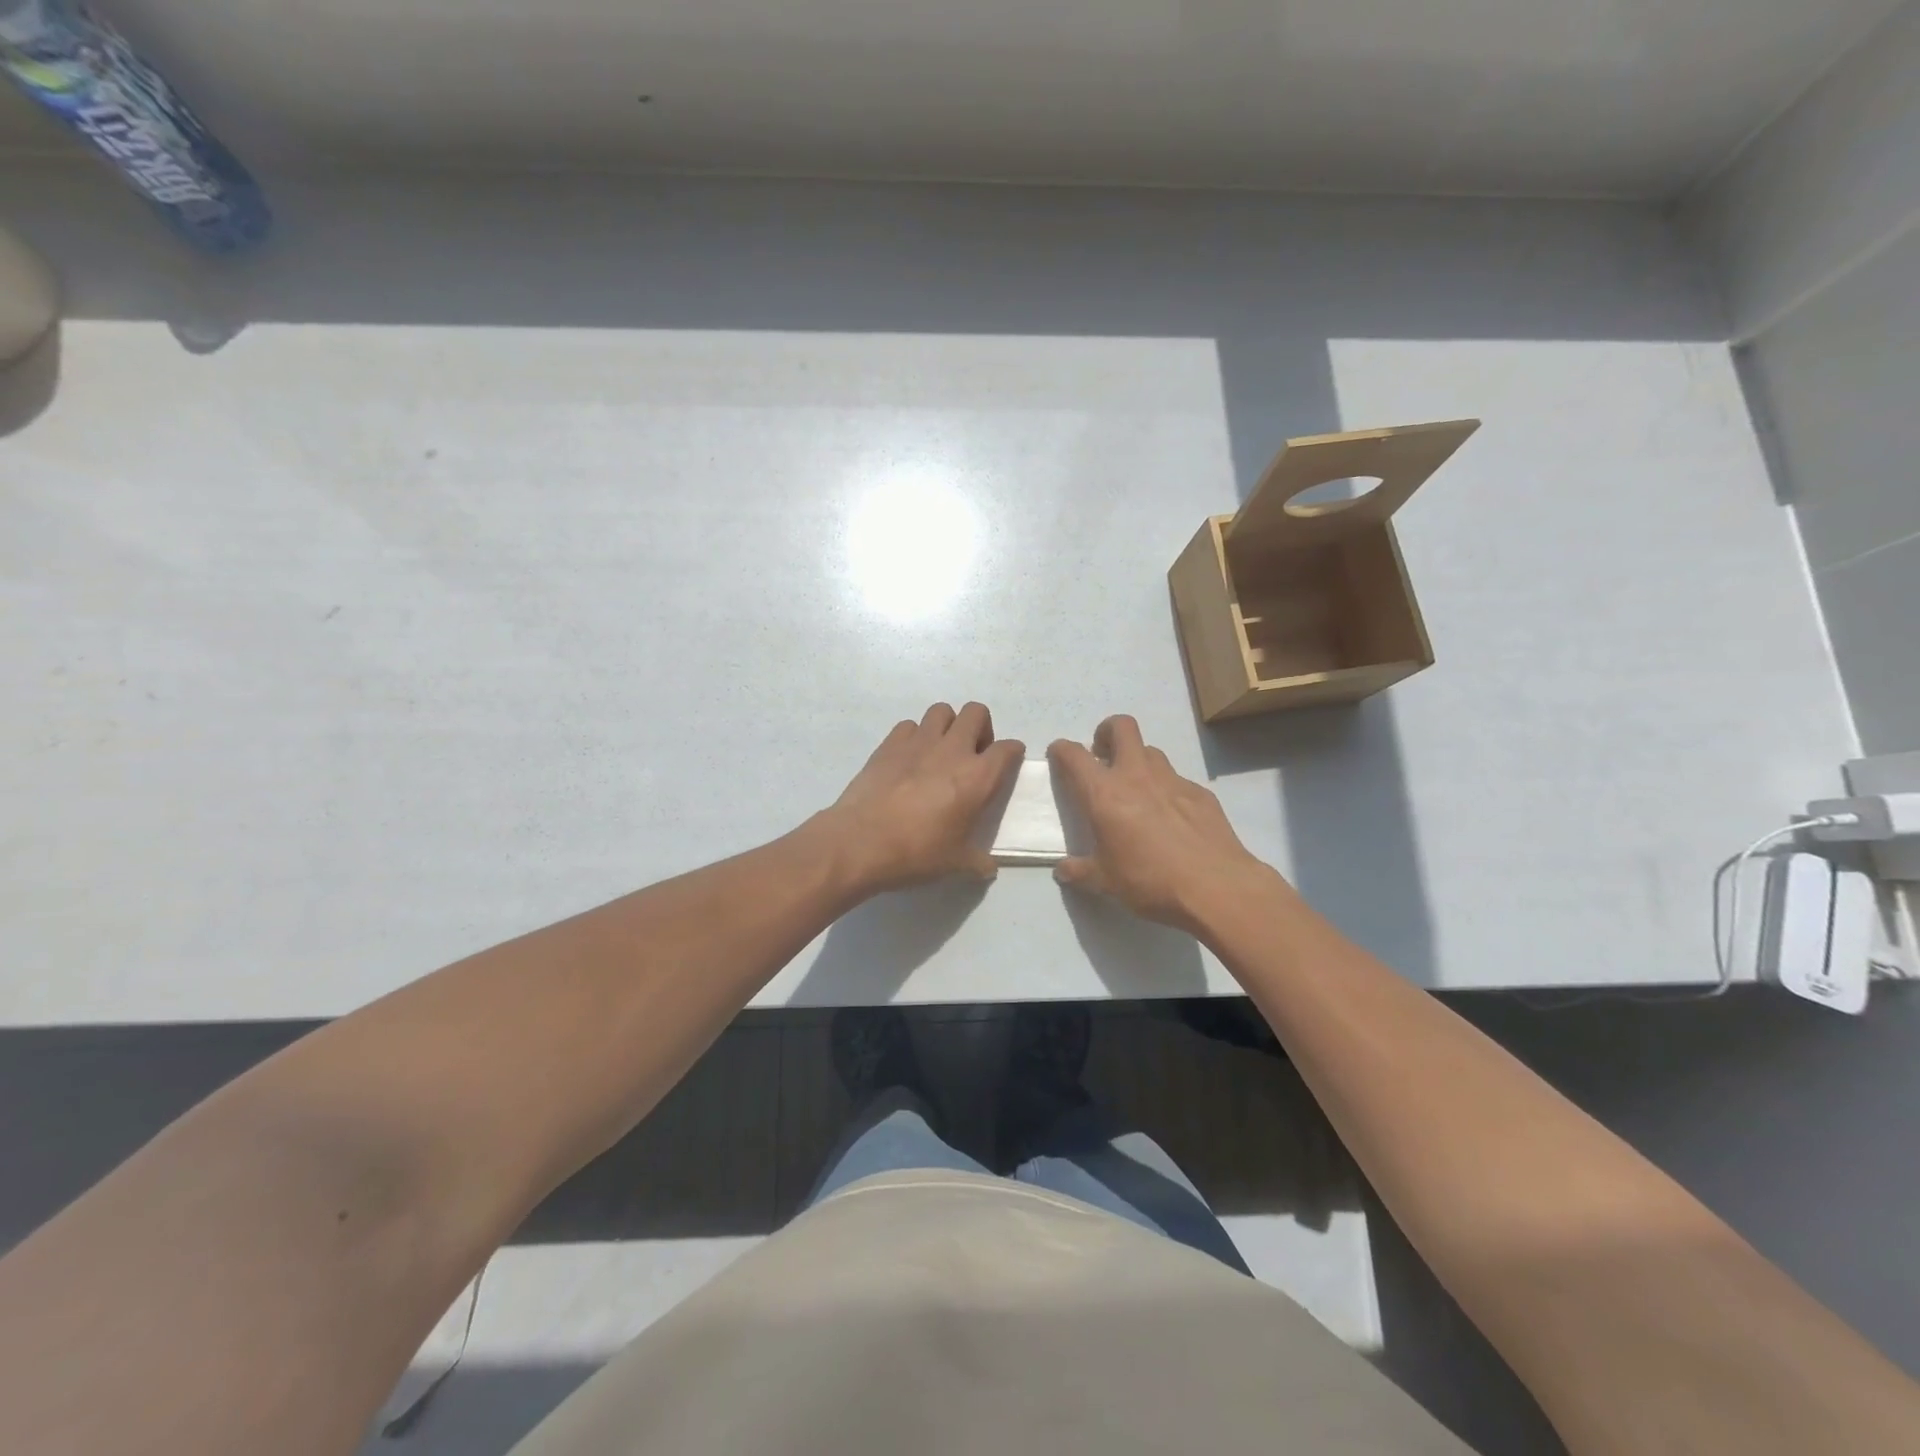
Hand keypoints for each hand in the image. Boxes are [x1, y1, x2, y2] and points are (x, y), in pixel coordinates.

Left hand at [821, 702, 1024, 893]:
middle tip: (972, 754)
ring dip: (948, 726)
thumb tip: (989, 868)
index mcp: (977, 777)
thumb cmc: (916, 853)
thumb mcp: (956, 864)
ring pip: (942, 711)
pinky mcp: (889, 744)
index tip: (1007, 763)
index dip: (1012, 753)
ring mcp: (918, 742)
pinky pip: (909, 725)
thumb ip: (978, 862)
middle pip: (976, 713)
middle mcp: (952, 750)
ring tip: (940, 751)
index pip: (1008, 749)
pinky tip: (909, 759)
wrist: (860, 843)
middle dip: (981, 728)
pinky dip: (915, 736)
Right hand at [1048, 715, 1271, 931]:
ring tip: (1136, 790)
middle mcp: (1137, 775)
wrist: (1216, 887)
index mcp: (1105, 794)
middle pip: (1121, 727)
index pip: (1074, 755)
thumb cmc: (1150, 881)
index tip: (1059, 755)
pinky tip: (1171, 818)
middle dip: (1106, 732)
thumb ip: (1080, 871)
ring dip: (1137, 760)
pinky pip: (1176, 780)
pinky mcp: (1200, 793)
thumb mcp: (1106, 882)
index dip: (1061, 749)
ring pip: (1151, 751)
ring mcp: (1172, 780)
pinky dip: (1166, 789)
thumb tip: (1063, 871)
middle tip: (1102, 755)